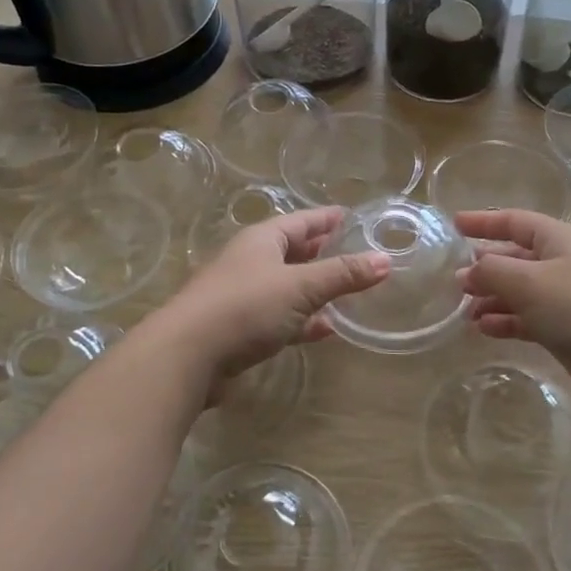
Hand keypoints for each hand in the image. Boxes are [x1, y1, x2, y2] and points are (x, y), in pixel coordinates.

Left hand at [157, 207, 390, 380]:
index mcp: (261, 241)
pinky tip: (324, 329)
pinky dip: (301, 320)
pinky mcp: (238, 330)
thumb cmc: (245, 307)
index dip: (325, 218)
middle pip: (291, 251)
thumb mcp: (300, 287)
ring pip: (286, 286)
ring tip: (344, 291)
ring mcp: (241, 297)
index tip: (348, 215)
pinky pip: (279, 318)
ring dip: (313, 289)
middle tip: (349, 250)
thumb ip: (342, 275)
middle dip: (319, 251)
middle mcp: (249, 262)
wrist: (186, 356)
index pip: (300, 221)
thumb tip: (385, 260)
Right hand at [457, 209, 570, 410]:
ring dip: (493, 298)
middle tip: (455, 280)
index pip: (514, 221)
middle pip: (516, 257)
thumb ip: (491, 271)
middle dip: (485, 266)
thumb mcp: (528, 282)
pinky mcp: (568, 330)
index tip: (454, 224)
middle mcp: (562, 263)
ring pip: (520, 291)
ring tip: (465, 310)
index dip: (484, 221)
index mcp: (557, 239)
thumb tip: (467, 271)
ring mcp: (566, 298)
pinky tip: (485, 329)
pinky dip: (506, 321)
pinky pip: (529, 318)